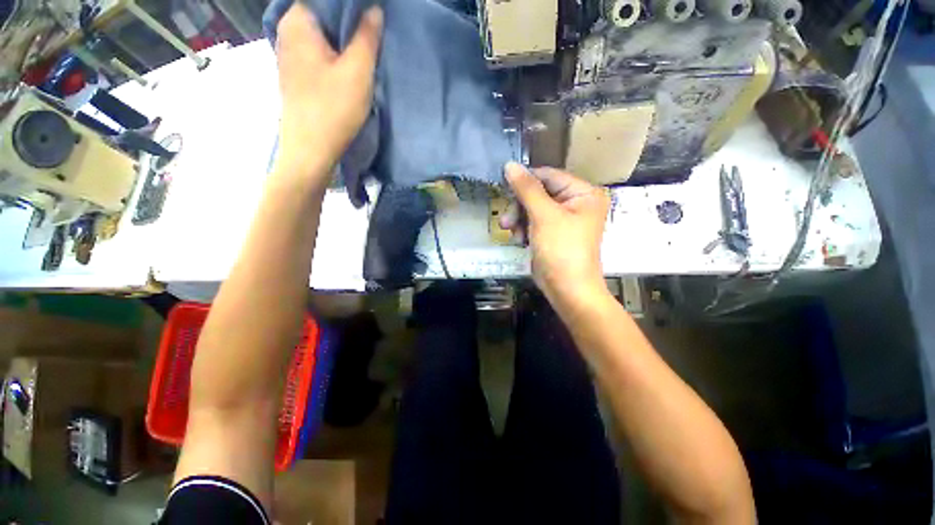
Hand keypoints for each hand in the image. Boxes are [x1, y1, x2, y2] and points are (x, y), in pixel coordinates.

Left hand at [274, 3, 382, 179]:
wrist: (311, 150)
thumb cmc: (333, 109)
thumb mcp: (358, 71)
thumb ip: (367, 36)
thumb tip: (374, 9)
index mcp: (297, 22)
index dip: (351, 6)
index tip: (371, 15)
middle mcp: (287, 32)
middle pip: (322, 14)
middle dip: (348, 21)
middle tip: (373, 32)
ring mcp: (288, 54)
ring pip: (320, 34)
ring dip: (342, 39)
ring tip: (364, 48)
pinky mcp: (295, 74)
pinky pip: (316, 51)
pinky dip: (333, 52)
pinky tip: (348, 65)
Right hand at [501, 162, 610, 309]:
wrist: (567, 290)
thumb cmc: (561, 249)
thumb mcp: (543, 216)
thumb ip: (526, 189)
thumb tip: (510, 165)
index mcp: (583, 193)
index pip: (549, 176)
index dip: (526, 181)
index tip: (504, 186)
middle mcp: (576, 203)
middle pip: (539, 193)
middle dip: (520, 207)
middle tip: (506, 221)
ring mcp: (564, 220)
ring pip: (533, 209)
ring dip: (519, 220)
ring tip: (513, 234)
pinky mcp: (553, 234)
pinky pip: (534, 223)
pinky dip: (524, 230)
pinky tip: (520, 240)